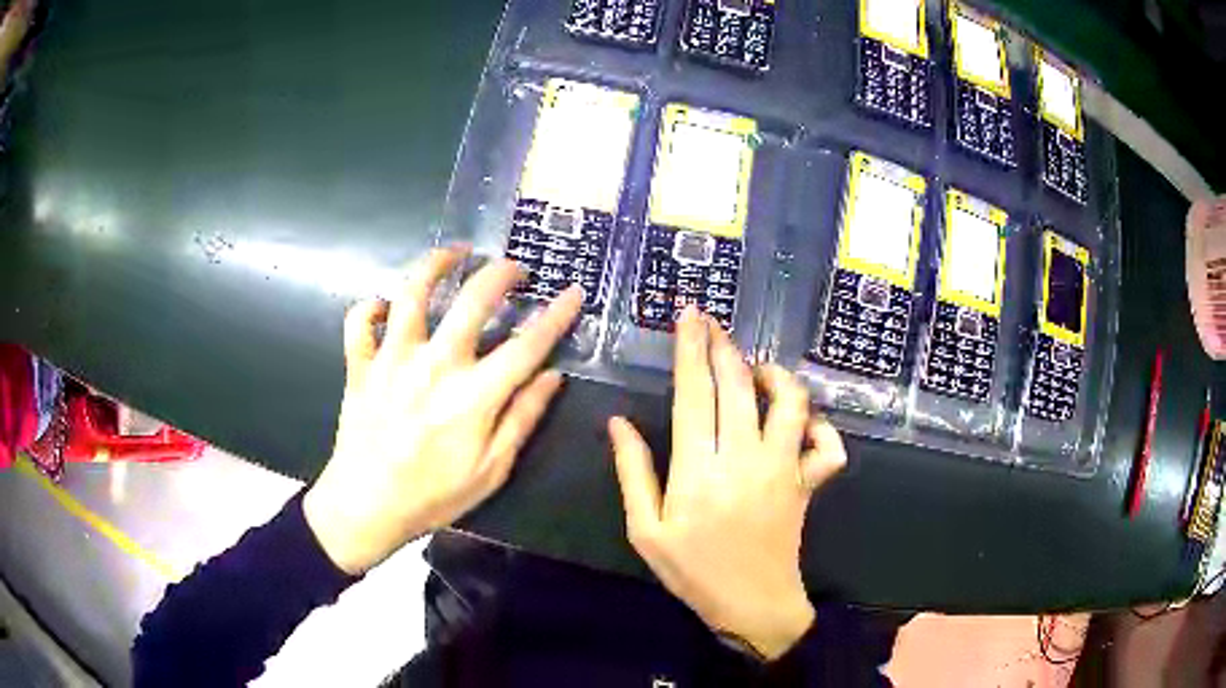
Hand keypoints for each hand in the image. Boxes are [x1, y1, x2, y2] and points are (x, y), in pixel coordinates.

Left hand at [304, 246, 581, 574]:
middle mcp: (435, 364)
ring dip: (435, 264)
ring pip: (411, 292)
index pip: (527, 344)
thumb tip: (553, 376)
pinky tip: (384, 306)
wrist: (365, 506)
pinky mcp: (360, 364)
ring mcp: (392, 359)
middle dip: (500, 273)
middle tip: (513, 266)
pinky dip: (370, 306)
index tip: (572, 292)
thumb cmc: (433, 496)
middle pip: (473, 300)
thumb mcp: (491, 470)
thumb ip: (522, 418)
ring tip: (452, 253)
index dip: (556, 315)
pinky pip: (359, 321)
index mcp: (474, 395)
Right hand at [608, 307, 846, 660]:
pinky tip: (803, 424)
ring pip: (791, 404)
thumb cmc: (693, 572)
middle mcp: (744, 460)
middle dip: (724, 347)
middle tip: (713, 324)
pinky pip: (828, 447)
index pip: (693, 394)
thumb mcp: (646, 531)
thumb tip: (618, 422)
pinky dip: (822, 428)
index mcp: (698, 471)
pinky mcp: (808, 483)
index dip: (690, 350)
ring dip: (776, 377)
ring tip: (757, 370)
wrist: (752, 606)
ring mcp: (783, 470)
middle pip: (739, 387)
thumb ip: (633, 472)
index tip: (689, 317)